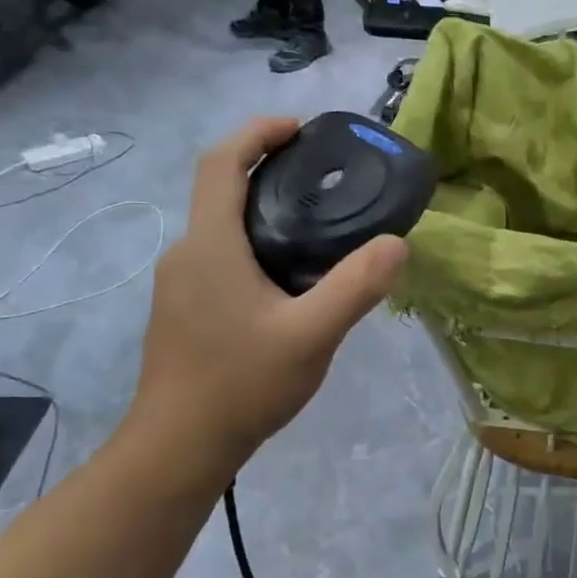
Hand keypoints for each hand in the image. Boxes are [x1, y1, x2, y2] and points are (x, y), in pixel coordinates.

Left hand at [129, 119, 407, 474]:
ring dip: (262, 214)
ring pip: (221, 230)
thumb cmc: (242, 384)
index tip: (300, 129)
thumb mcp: (312, 335)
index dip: (257, 134)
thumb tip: (397, 243)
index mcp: (210, 245)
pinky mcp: (182, 311)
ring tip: (318, 231)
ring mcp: (178, 285)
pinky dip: (253, 247)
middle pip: (221, 192)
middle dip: (267, 172)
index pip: (221, 163)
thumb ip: (355, 286)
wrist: (179, 448)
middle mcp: (186, 254)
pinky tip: (289, 283)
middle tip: (324, 180)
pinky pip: (219, 259)